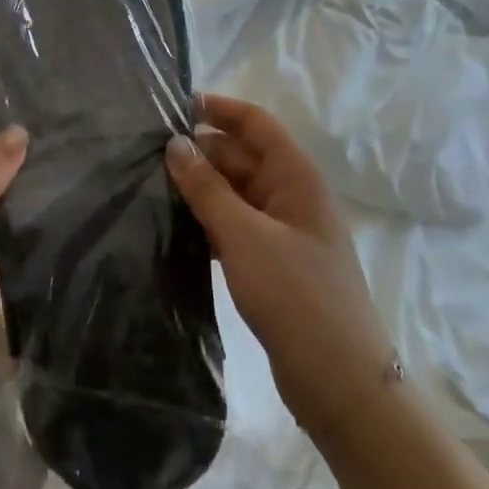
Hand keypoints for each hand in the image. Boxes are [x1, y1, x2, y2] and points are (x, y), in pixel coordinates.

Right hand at [165, 94, 396, 439]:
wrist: (341, 382)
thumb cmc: (297, 297)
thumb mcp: (245, 237)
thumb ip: (208, 189)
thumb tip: (176, 144)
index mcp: (296, 179)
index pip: (257, 124)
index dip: (220, 109)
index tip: (174, 106)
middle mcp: (292, 198)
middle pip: (243, 157)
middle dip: (201, 151)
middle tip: (147, 153)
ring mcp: (284, 233)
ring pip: (237, 194)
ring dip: (202, 187)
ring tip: (151, 185)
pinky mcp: (273, 264)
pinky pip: (236, 226)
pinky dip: (209, 220)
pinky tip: (176, 226)